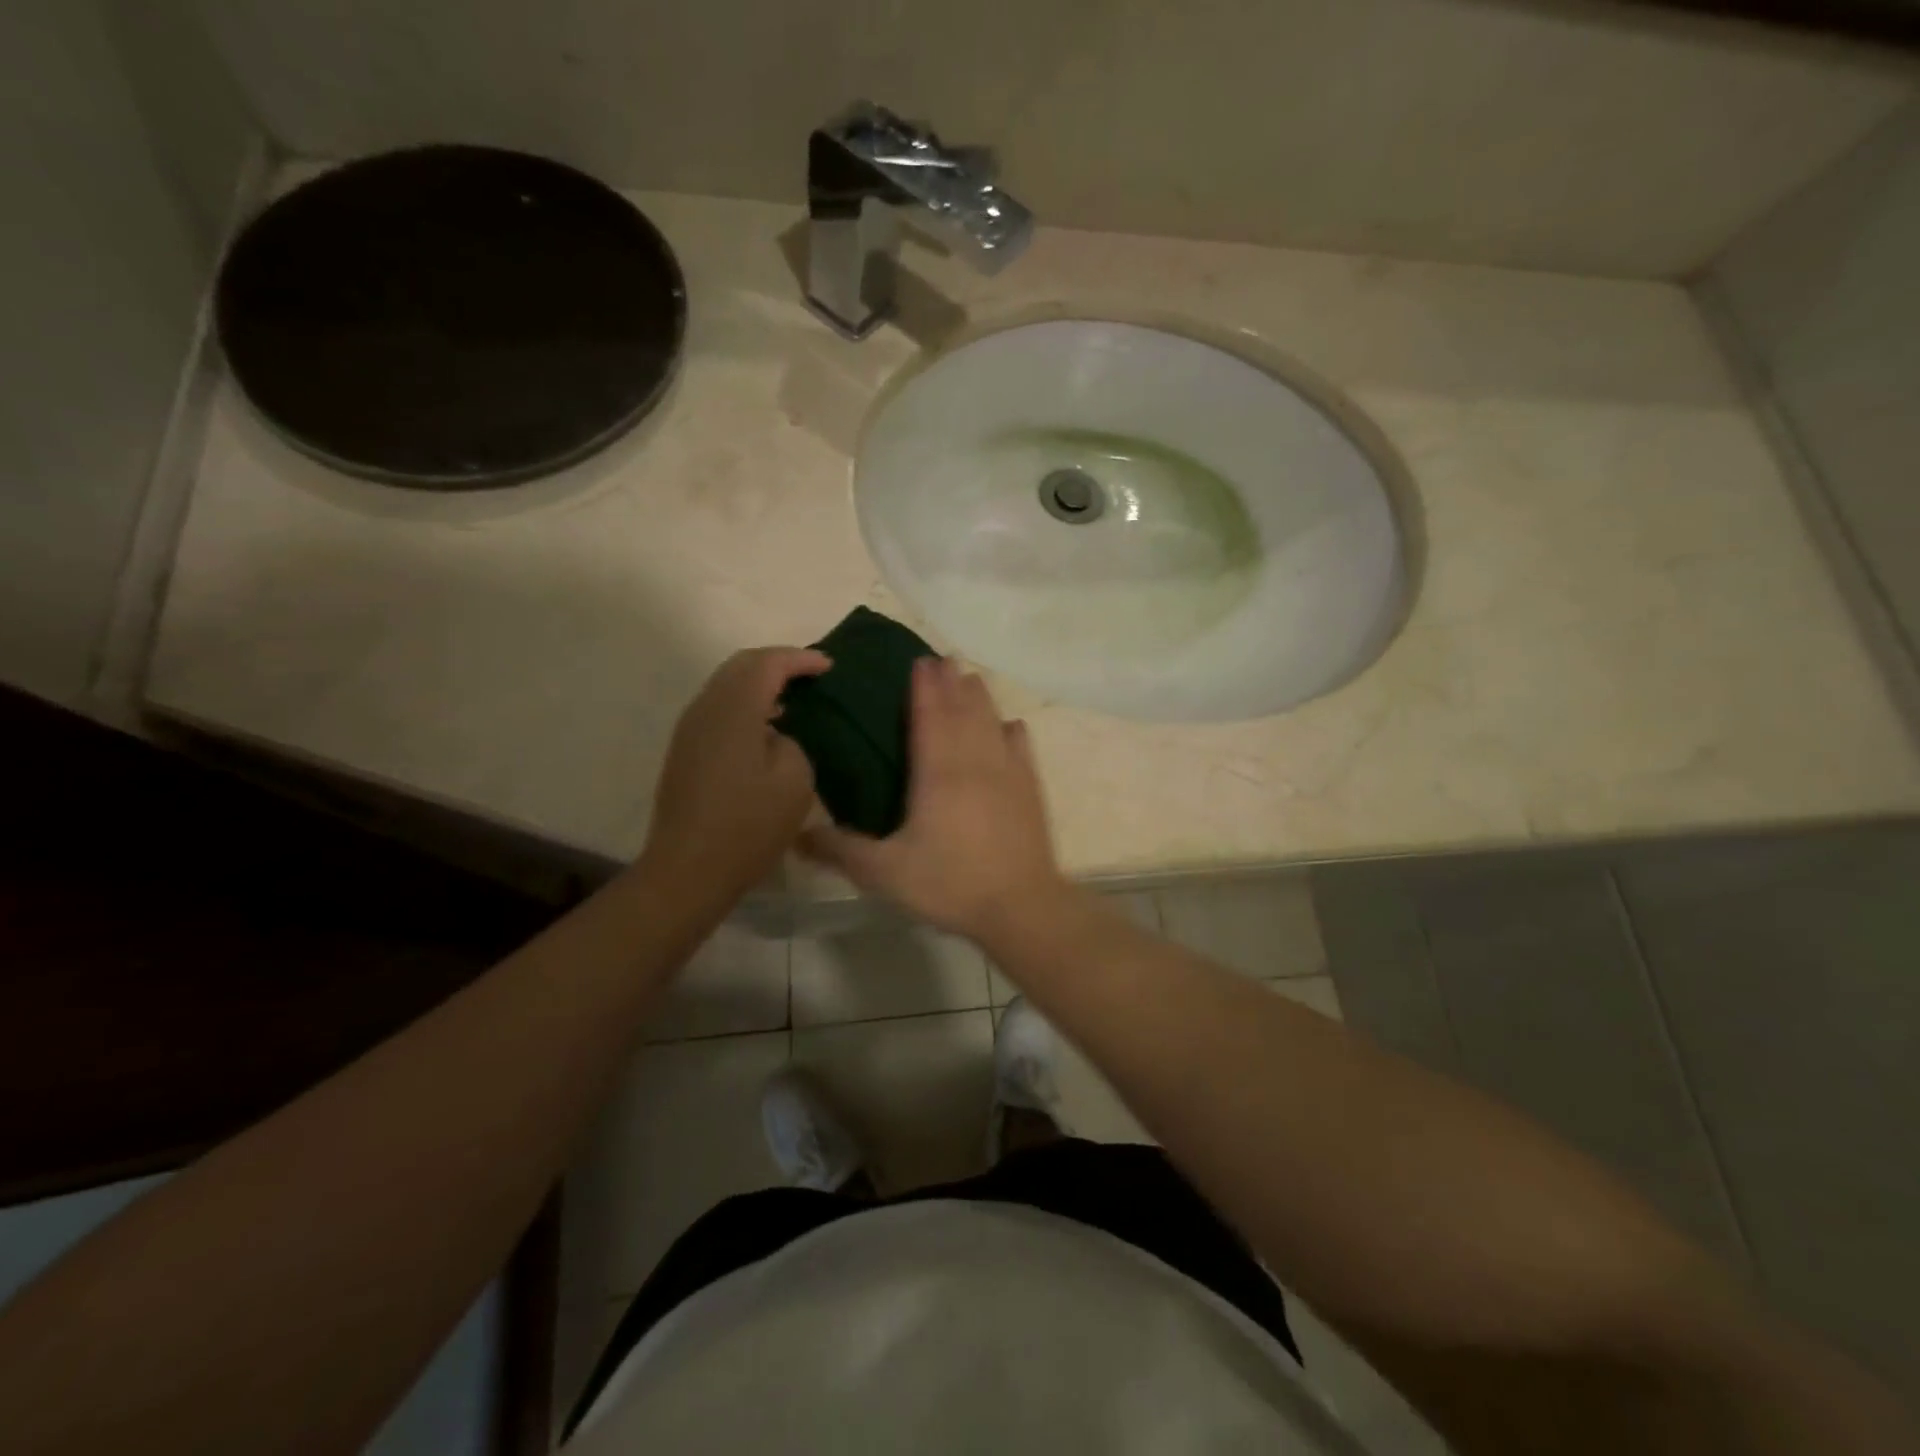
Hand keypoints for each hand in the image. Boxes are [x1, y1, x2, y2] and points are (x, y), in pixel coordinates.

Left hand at [642, 647, 829, 902]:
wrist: (689, 869)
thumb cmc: (749, 826)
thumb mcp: (795, 781)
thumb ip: (792, 743)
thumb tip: (775, 737)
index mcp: (735, 710)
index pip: (768, 663)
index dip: (800, 659)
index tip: (828, 666)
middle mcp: (706, 709)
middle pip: (741, 665)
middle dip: (777, 663)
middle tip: (809, 675)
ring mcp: (690, 730)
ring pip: (725, 686)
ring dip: (758, 684)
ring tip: (792, 700)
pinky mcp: (685, 752)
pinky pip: (718, 710)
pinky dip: (744, 705)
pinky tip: (764, 729)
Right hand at [801, 657, 1068, 939]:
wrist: (1020, 906)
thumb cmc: (950, 884)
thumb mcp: (885, 873)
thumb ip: (841, 851)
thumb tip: (797, 835)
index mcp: (938, 772)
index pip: (930, 716)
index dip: (923, 688)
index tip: (919, 662)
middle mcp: (974, 761)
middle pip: (962, 710)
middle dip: (951, 682)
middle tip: (942, 660)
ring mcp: (1007, 772)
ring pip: (991, 721)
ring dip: (979, 697)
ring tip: (970, 678)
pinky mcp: (1029, 789)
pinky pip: (1021, 747)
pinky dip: (1011, 730)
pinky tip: (1010, 725)